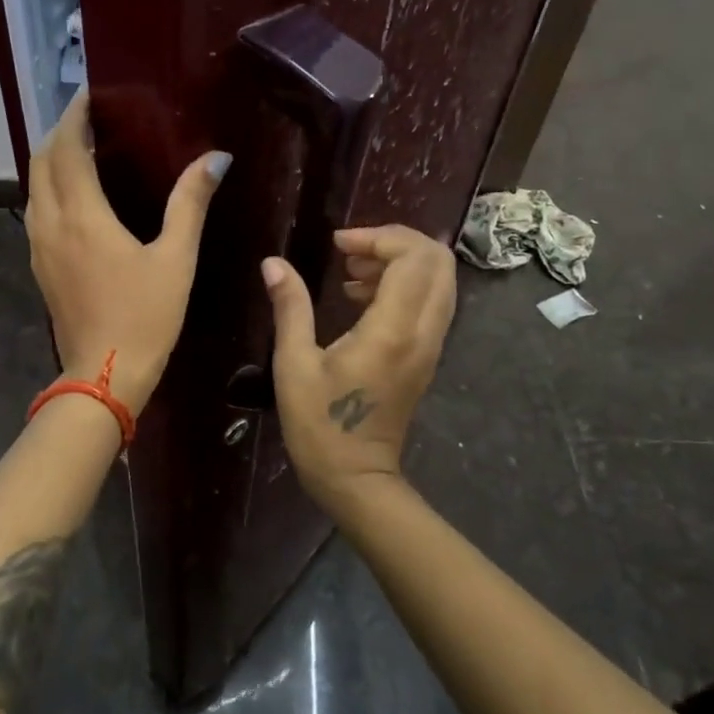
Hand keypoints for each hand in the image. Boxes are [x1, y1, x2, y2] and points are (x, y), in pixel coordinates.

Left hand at [26, 91, 230, 414]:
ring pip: (33, 187)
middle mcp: (50, 223)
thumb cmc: (144, 317)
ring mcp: (38, 247)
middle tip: (91, 119)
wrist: (103, 375)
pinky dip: (50, 188)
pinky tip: (77, 196)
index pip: (65, 148)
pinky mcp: (39, 266)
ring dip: (51, 160)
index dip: (75, 116)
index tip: (91, 95)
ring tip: (83, 149)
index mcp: (82, 215)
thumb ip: (190, 204)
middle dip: (59, 132)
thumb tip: (216, 159)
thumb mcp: (175, 259)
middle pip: (40, 161)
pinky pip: (37, 211)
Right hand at [262, 225, 456, 512]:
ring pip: (440, 280)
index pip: (413, 257)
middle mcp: (423, 332)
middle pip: (437, 260)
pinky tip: (361, 297)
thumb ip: (290, 307)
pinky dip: (405, 284)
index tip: (338, 243)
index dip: (378, 236)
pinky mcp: (426, 355)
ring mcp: (431, 345)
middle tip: (350, 250)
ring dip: (401, 262)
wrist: (356, 477)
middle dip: (395, 241)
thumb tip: (273, 263)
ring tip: (352, 271)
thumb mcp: (294, 364)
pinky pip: (431, 301)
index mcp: (392, 330)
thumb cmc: (319, 424)